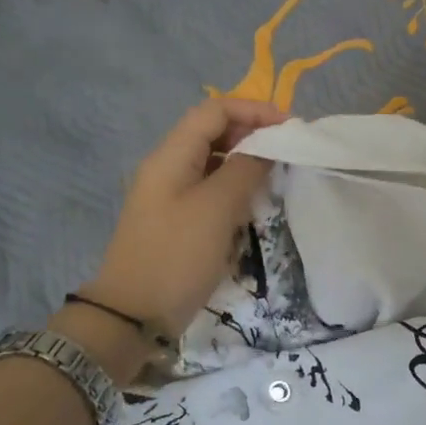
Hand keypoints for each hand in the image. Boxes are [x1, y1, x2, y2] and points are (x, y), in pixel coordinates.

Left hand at [81, 97, 287, 336]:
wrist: (135, 314)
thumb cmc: (177, 255)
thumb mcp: (217, 208)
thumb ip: (245, 169)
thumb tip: (267, 148)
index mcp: (171, 156)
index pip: (214, 110)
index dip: (254, 110)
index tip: (290, 129)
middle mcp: (169, 167)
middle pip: (213, 132)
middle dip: (253, 134)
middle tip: (289, 152)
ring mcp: (172, 195)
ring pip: (215, 162)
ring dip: (247, 162)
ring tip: (278, 175)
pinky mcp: (179, 220)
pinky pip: (212, 190)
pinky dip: (236, 188)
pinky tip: (256, 204)